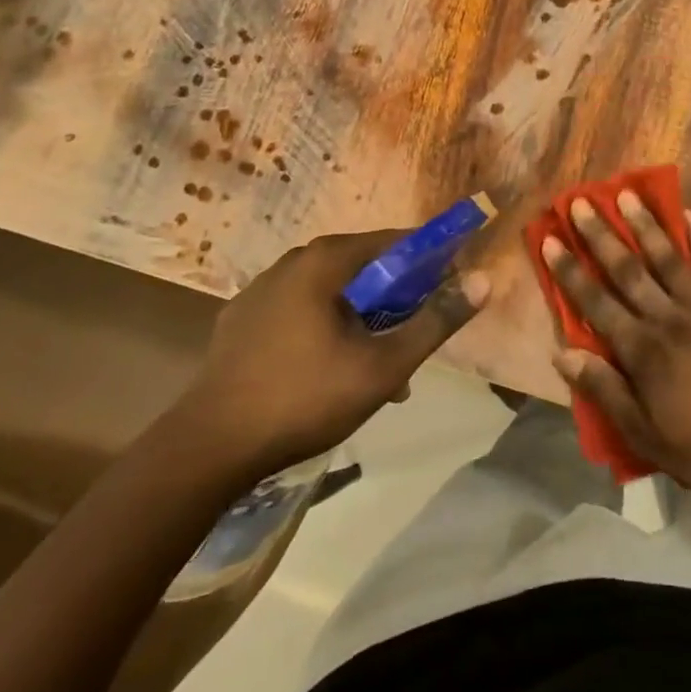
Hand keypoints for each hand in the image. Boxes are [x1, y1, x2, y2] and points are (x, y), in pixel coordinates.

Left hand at [169, 229, 488, 479]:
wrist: (207, 449)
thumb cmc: (304, 398)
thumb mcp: (384, 365)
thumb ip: (436, 320)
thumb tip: (484, 279)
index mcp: (327, 260)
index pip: (396, 242)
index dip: (430, 264)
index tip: (448, 293)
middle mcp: (293, 262)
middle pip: (365, 268)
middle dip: (396, 303)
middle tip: (411, 343)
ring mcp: (262, 290)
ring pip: (332, 293)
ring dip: (362, 321)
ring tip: (375, 372)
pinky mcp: (241, 320)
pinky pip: (300, 311)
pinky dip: (325, 330)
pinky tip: (327, 374)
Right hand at [542, 195, 690, 498]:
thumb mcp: (642, 433)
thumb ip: (603, 390)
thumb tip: (562, 354)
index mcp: (641, 350)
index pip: (595, 302)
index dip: (570, 271)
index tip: (551, 240)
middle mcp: (668, 318)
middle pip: (628, 270)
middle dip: (601, 235)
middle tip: (582, 202)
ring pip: (668, 258)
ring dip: (646, 225)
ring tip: (628, 194)